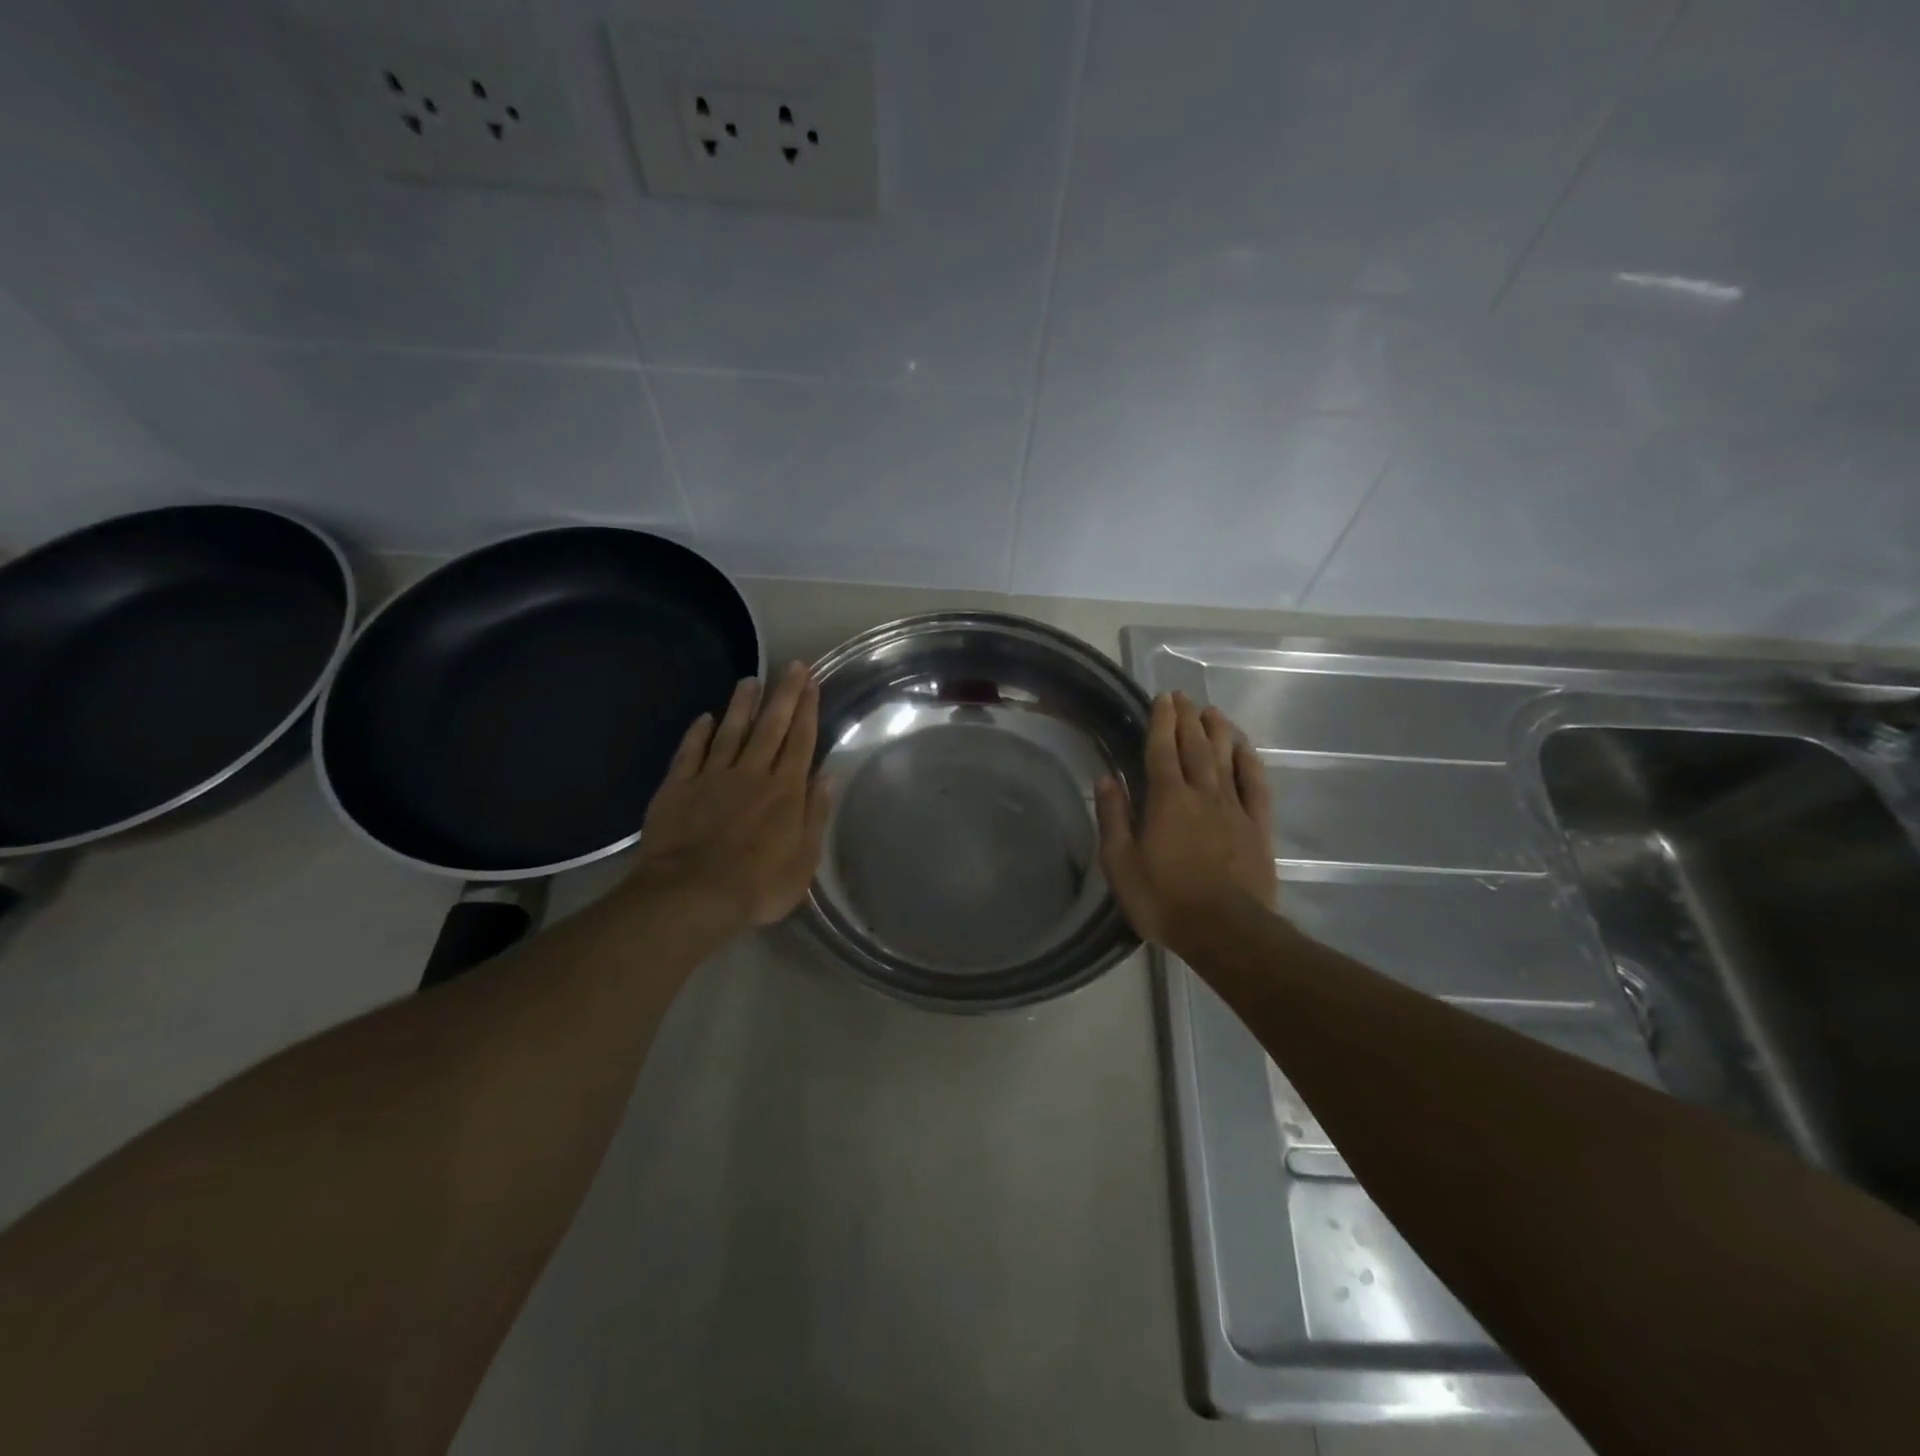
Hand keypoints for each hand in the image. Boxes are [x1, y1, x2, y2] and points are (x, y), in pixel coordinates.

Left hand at [628, 661, 831, 929]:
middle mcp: (752, 773)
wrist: (692, 894)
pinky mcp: (678, 787)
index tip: (812, 682)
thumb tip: (826, 776)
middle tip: (792, 665)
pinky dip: (698, 733)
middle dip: (783, 694)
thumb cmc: (758, 885)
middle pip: (770, 727)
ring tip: (750, 680)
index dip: (808, 710)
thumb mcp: (803, 859)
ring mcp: (712, 777)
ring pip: (730, 731)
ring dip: (742, 705)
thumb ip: (815, 814)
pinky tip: (704, 718)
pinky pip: (690, 753)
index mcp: (785, 790)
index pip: (800, 741)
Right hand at [1095, 692, 1276, 950]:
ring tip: (1212, 710)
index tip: (1161, 698)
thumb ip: (1114, 817)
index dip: (1161, 722)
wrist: (1225, 931)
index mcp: (1166, 800)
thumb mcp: (1121, 864)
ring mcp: (1234, 808)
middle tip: (1183, 696)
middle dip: (1187, 718)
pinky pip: (1255, 784)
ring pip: (1226, 758)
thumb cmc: (1164, 900)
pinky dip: (1249, 761)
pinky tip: (1245, 747)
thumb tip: (1105, 777)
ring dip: (1218, 730)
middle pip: (1195, 746)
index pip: (1162, 750)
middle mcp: (1202, 793)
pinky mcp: (1257, 826)